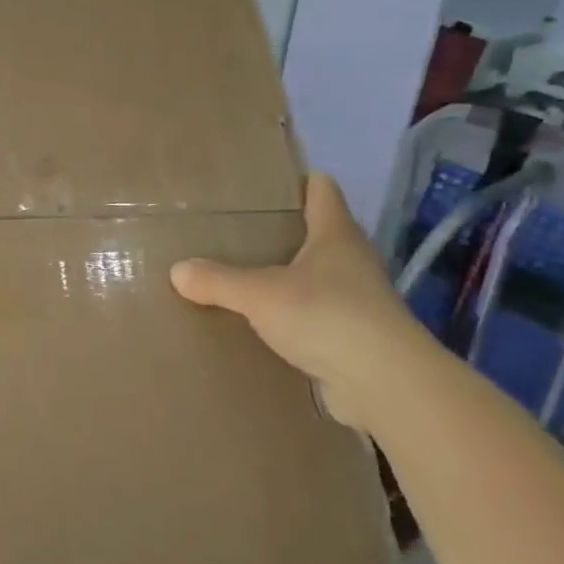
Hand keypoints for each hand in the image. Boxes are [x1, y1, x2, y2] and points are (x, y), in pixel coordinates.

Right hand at [170, 172, 431, 430]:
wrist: (385, 385)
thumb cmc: (328, 318)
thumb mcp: (260, 294)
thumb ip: (218, 280)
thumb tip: (177, 271)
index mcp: (336, 235)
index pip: (321, 189)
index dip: (297, 178)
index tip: (263, 179)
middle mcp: (351, 261)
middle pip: (316, 232)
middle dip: (280, 229)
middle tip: (235, 228)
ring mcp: (355, 300)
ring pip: (314, 275)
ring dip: (284, 275)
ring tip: (240, 274)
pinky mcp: (352, 336)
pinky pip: (312, 314)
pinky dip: (289, 314)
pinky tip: (259, 322)